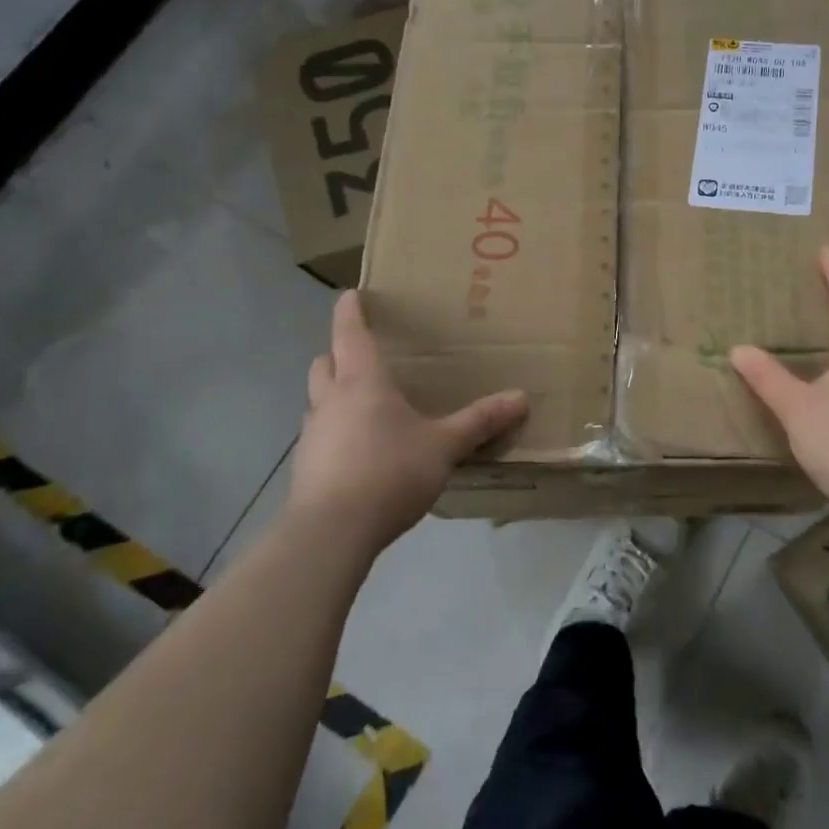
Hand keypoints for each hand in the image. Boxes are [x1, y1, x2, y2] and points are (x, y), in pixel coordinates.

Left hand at [288, 293, 527, 552]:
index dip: (349, 310)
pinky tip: (360, 454)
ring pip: (318, 400)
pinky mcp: (306, 469)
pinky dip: (335, 433)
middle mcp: (330, 400)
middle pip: (324, 362)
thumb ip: (480, 421)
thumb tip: (522, 398)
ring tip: (365, 407)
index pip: (349, 332)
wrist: (331, 533)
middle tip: (363, 356)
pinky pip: (320, 436)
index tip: (351, 294)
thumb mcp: (444, 446)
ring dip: (334, 395)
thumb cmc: (388, 471)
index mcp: (362, 381)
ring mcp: (312, 435)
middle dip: (338, 353)